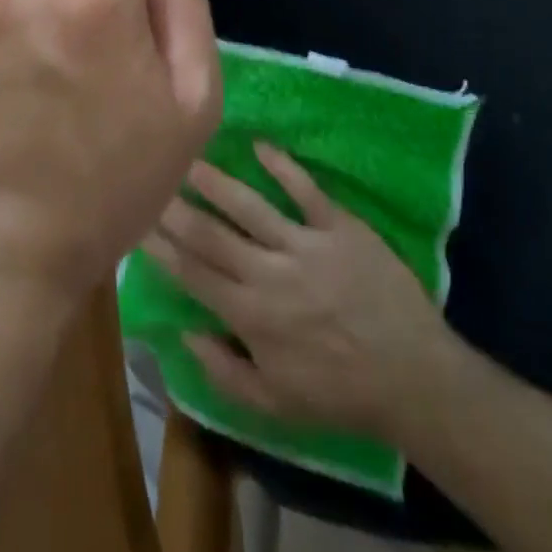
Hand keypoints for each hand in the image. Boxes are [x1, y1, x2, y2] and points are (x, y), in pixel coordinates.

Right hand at [143, 145, 453, 441]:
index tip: (137, 221)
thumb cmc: (340, 393)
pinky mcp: (339, 227)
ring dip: (216, 181)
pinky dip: (283, 166)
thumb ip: (223, 372)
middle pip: (212, 233)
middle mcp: (270, 274)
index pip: (194, 273)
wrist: (414, 378)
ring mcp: (306, 245)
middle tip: (150, 177)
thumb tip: (184, 330)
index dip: (161, 246)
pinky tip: (259, 145)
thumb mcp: (275, 405)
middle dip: (176, 206)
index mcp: (252, 317)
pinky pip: (306, 190)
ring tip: (189, 157)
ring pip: (249, 206)